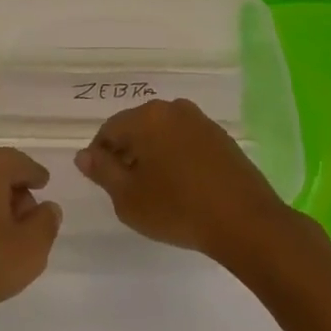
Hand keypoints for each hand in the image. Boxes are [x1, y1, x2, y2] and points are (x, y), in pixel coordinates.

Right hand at [75, 99, 290, 262]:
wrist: (246, 222)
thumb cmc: (178, 209)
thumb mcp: (128, 198)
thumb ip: (103, 172)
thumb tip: (84, 154)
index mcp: (145, 117)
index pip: (109, 130)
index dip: (101, 156)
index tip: (105, 183)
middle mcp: (171, 109)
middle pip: (136, 127)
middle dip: (128, 152)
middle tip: (129, 189)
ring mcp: (200, 120)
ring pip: (162, 133)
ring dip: (153, 154)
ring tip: (157, 189)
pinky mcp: (221, 137)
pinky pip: (186, 141)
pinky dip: (177, 157)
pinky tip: (183, 186)